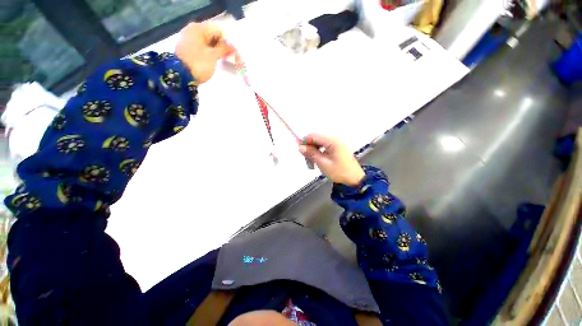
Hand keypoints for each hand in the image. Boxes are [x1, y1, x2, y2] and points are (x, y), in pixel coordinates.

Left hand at [175, 23, 234, 83]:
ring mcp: (189, 40)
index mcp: (199, 28)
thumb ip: (224, 49)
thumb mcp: (213, 55)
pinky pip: (202, 48)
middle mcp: (193, 31)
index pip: (218, 31)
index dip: (227, 42)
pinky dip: (209, 54)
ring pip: (208, 43)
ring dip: (216, 51)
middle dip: (221, 47)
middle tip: (228, 58)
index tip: (231, 54)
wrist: (181, 75)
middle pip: (212, 36)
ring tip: (222, 61)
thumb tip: (232, 47)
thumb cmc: (199, 63)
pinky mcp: (188, 50)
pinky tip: (213, 61)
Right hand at [299, 133, 364, 185]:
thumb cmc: (339, 172)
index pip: (314, 135)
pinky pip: (324, 146)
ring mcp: (337, 143)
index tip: (300, 151)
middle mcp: (335, 139)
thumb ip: (311, 153)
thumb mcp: (323, 163)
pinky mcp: (337, 148)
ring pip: (320, 142)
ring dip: (313, 150)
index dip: (305, 141)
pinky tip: (318, 159)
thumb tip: (300, 147)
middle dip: (309, 147)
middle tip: (306, 159)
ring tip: (311, 161)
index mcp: (332, 141)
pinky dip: (319, 152)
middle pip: (317, 138)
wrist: (354, 179)